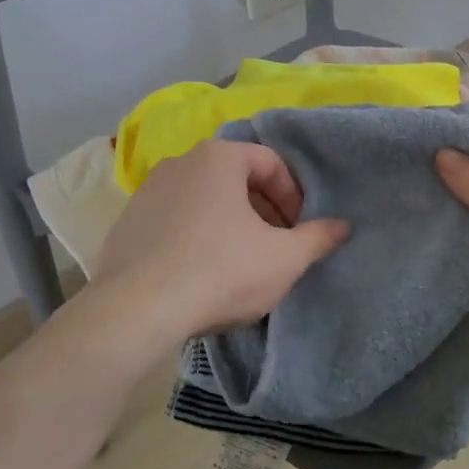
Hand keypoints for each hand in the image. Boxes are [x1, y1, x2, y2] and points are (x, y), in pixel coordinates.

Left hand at [89, 138, 347, 349]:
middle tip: (276, 247)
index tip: (298, 231)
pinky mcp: (126, 224)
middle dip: (263, 210)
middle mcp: (180, 162)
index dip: (293, 196)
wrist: (136, 311)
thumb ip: (318, 238)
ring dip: (230, 224)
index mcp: (219, 157)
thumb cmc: (221, 271)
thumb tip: (342, 226)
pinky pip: (174, 222)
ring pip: (204, 200)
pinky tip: (201, 275)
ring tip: (240, 263)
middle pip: (236, 179)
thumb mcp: (284, 258)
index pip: (271, 163)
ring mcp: (146, 192)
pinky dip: (195, 238)